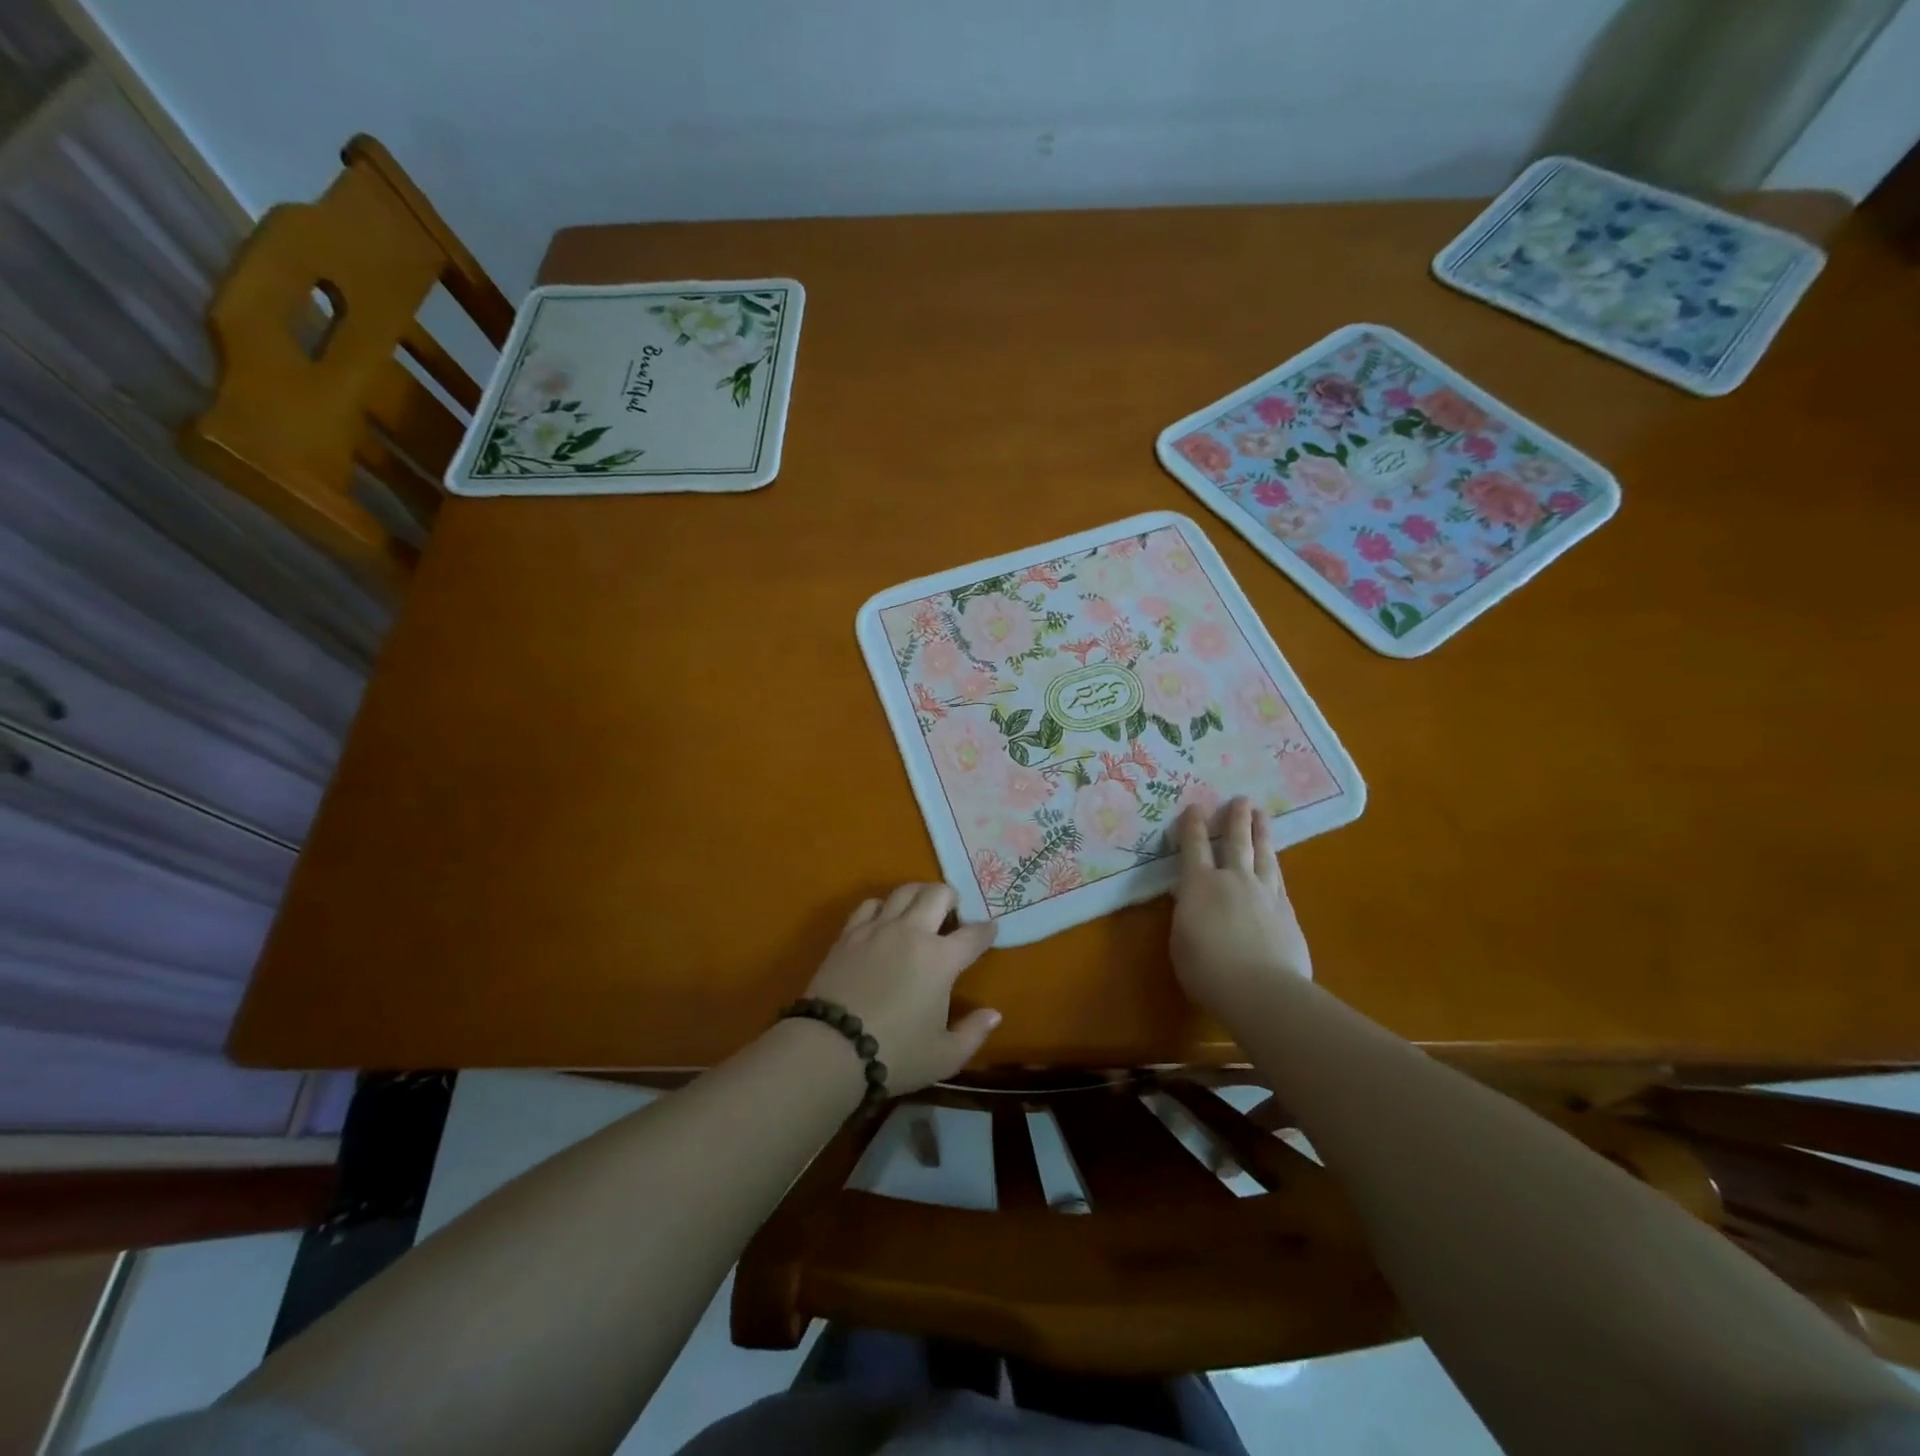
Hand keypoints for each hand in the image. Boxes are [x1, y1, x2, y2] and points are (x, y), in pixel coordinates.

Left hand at [804, 884, 1000, 1095]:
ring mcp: (878, 929)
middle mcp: (913, 933)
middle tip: (953, 911)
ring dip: (919, 893)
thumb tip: (994, 1014)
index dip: (987, 930)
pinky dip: (882, 906)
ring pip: (904, 891)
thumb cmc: (895, 1054)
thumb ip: (974, 1033)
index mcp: (942, 959)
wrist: (831, 1048)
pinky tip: (883, 919)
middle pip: (938, 894)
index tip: (991, 929)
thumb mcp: (944, 1056)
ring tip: (921, 907)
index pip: (973, 935)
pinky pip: (869, 905)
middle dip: (952, 897)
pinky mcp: (849, 934)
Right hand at [1171, 797, 1311, 1015]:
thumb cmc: (1206, 969)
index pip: (1194, 847)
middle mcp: (1233, 880)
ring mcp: (1265, 893)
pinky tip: (1276, 865)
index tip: (1195, 807)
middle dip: (1236, 819)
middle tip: (1241, 799)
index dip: (1193, 826)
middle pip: (1236, 842)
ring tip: (1262, 815)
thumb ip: (1185, 914)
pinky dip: (1274, 866)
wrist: (1261, 990)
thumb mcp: (1181, 940)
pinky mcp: (1287, 912)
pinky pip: (1279, 880)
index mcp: (1199, 885)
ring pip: (1264, 855)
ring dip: (1262, 833)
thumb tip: (1186, 897)